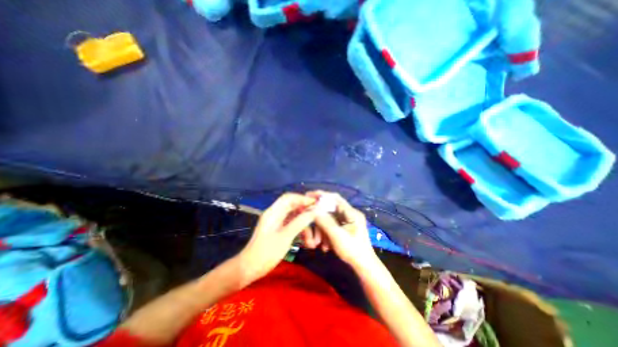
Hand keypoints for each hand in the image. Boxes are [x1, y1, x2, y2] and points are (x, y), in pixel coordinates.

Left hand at [239, 193, 317, 281]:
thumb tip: (313, 212)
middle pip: (293, 207)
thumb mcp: (285, 237)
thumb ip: (300, 222)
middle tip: (317, 219)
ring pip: (294, 218)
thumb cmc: (266, 253)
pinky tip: (307, 242)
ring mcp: (277, 222)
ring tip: (312, 241)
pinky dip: (300, 232)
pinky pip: (292, 226)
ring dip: (304, 227)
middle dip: (306, 213)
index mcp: (273, 212)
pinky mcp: (279, 230)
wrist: (249, 269)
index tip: (316, 203)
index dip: (302, 198)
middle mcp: (275, 214)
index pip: (289, 198)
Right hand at [308, 192, 376, 268]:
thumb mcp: (337, 235)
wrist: (364, 267)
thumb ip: (325, 221)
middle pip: (330, 209)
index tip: (309, 196)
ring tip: (317, 242)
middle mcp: (350, 214)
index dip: (321, 195)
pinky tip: (324, 245)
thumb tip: (313, 209)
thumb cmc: (353, 250)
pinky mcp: (346, 228)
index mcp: (352, 213)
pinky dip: (326, 233)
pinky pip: (332, 226)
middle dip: (319, 219)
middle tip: (309, 224)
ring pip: (330, 219)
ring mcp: (348, 221)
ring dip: (322, 229)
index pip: (335, 198)